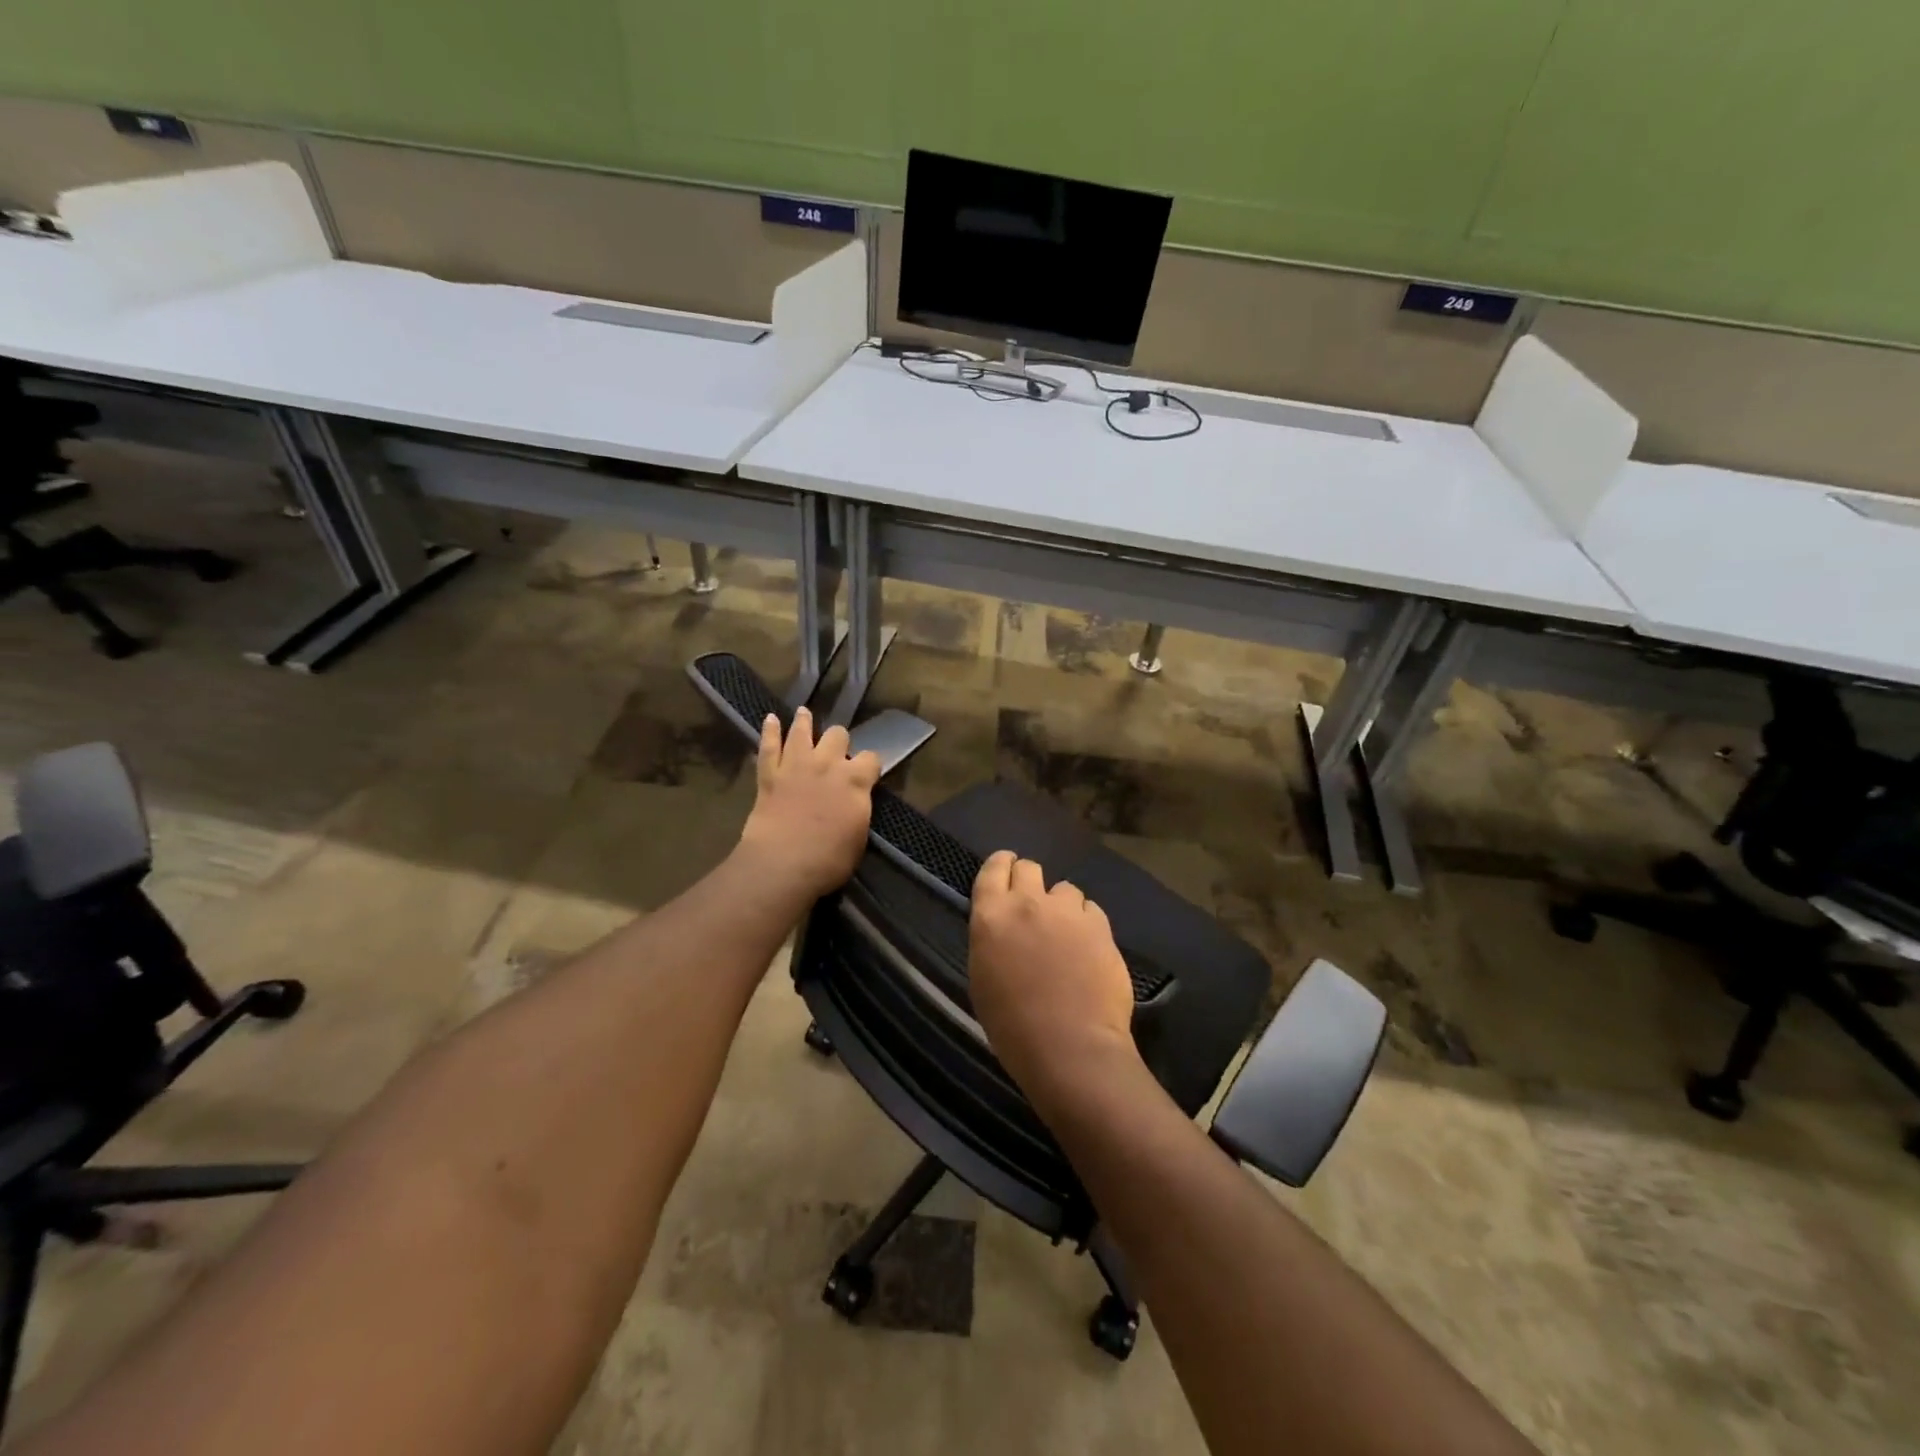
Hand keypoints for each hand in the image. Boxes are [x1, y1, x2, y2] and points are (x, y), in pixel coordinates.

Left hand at [736, 707, 881, 900]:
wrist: (783, 864)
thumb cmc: (829, 860)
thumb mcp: (858, 837)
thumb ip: (858, 811)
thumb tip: (855, 803)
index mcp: (856, 781)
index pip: (872, 759)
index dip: (870, 764)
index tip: (868, 773)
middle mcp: (828, 764)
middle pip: (838, 735)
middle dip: (839, 742)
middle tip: (836, 752)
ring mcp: (796, 765)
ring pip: (801, 731)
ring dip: (804, 722)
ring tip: (804, 713)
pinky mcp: (769, 774)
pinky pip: (768, 746)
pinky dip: (769, 731)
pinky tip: (770, 718)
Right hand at [968, 851, 1141, 1108]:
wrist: (1070, 1047)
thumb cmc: (1013, 1027)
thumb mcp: (983, 979)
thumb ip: (992, 940)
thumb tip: (1004, 930)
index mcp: (991, 916)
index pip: (992, 869)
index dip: (1000, 865)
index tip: (1005, 869)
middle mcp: (1028, 903)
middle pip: (1029, 868)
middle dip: (1030, 880)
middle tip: (1032, 905)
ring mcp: (1067, 912)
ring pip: (1065, 889)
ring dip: (1061, 906)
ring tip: (1065, 934)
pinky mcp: (1100, 925)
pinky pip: (1091, 910)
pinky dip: (1086, 923)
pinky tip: (1088, 948)